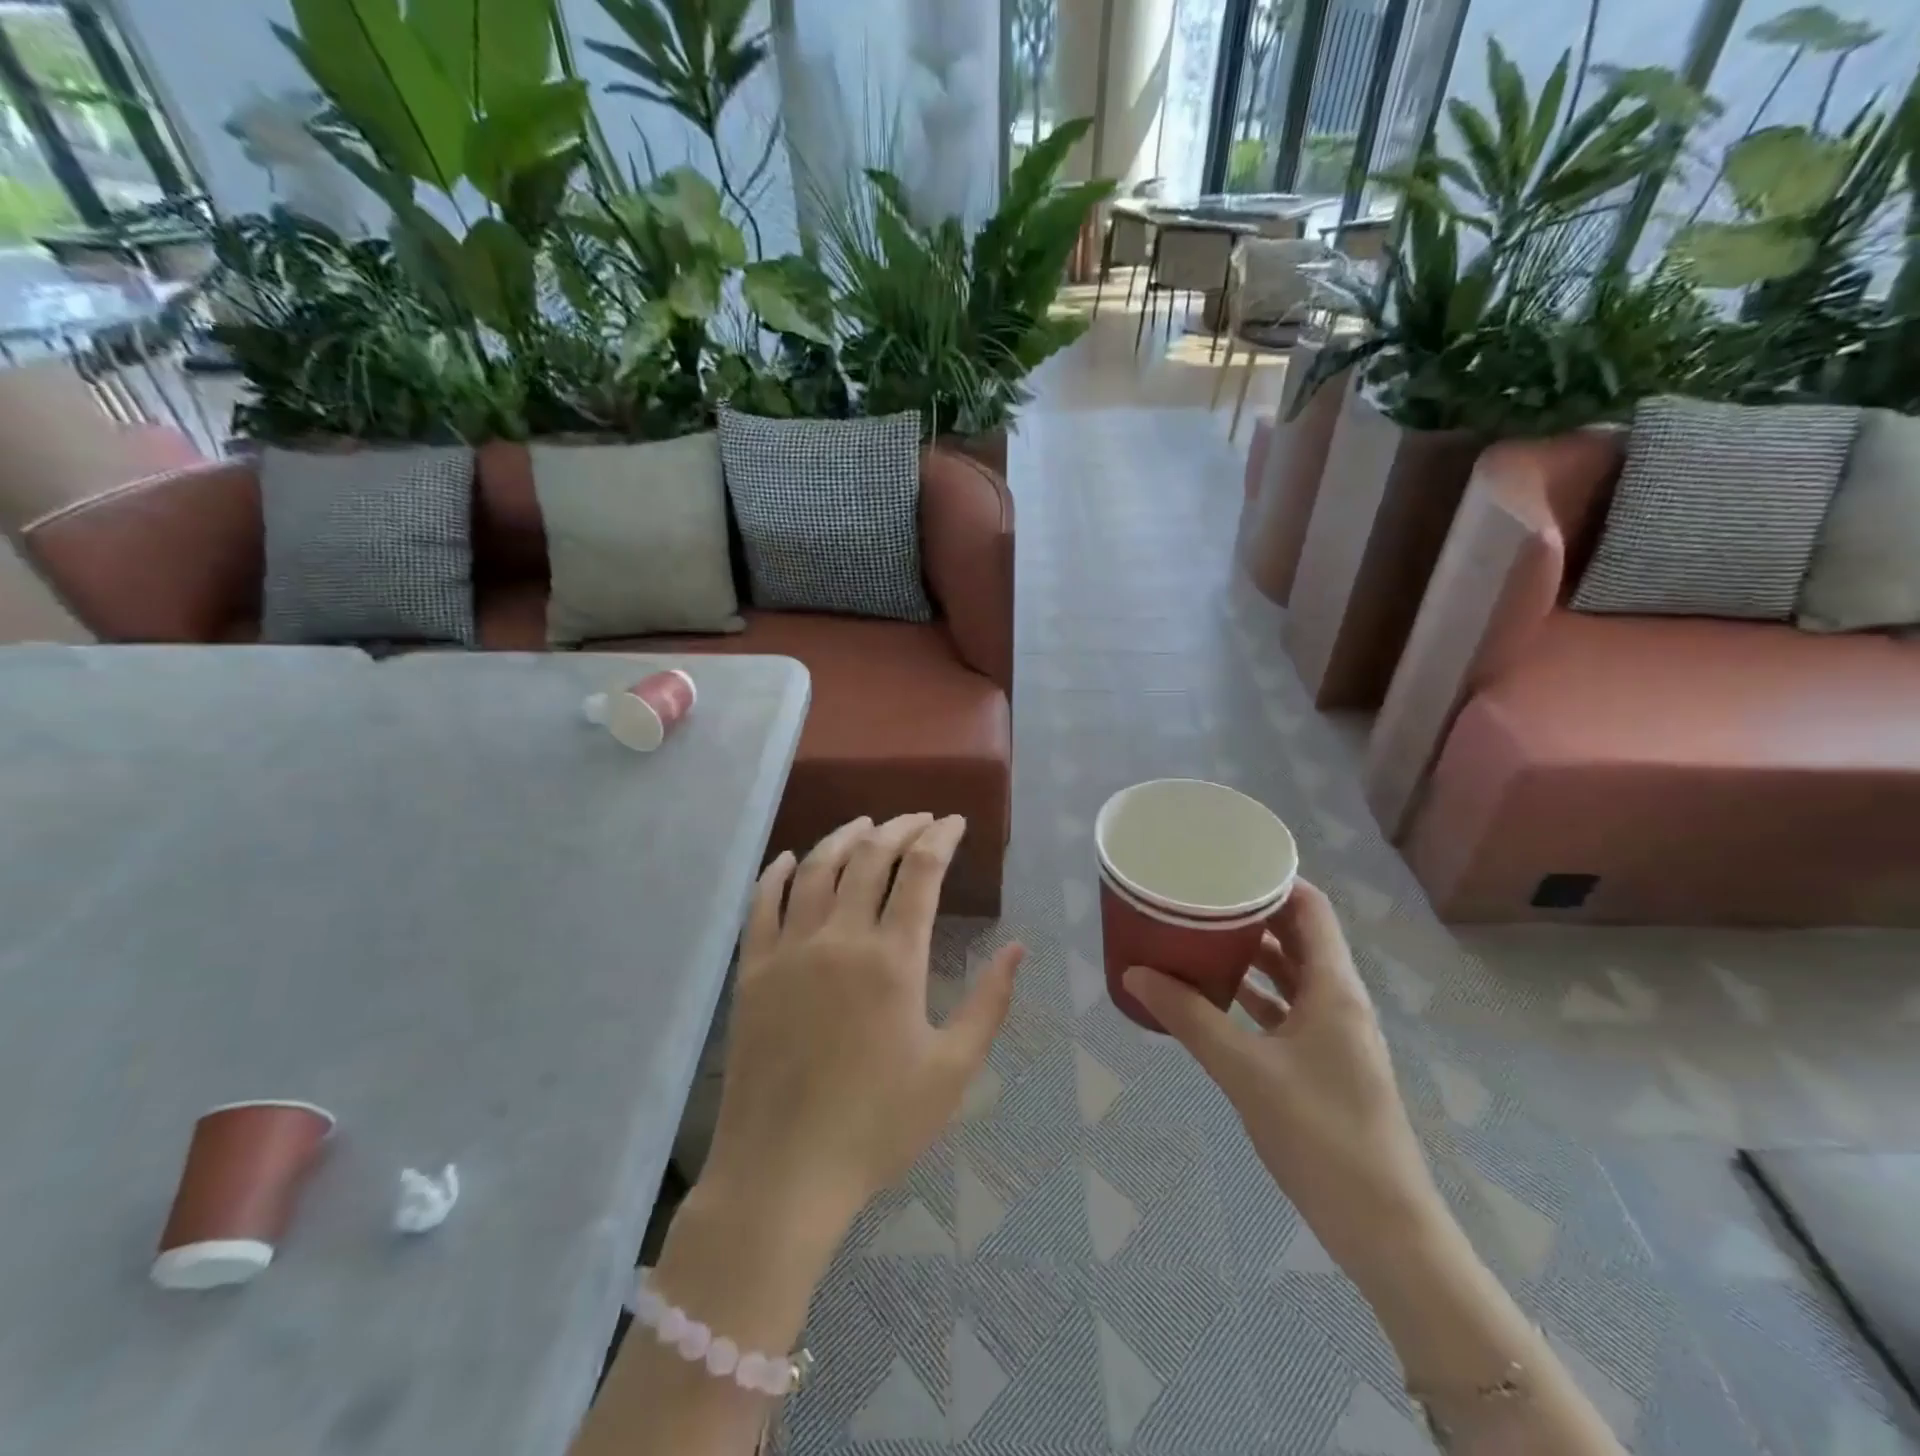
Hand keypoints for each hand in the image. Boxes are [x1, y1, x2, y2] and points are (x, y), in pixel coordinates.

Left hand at [700, 814, 1025, 1233]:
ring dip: (844, 837)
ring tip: (866, 823)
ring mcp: (789, 950)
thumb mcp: (952, 1071)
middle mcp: (839, 938)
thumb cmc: (878, 1125)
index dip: (940, 838)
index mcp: (892, 959)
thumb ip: (988, 1004)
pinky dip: (776, 873)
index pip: (920, 872)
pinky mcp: (753, 970)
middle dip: (900, 827)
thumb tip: (1017, 949)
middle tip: (920, 819)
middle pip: (870, 857)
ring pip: (816, 868)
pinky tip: (789, 858)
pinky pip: (761, 904)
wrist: (785, 1172)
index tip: (954, 822)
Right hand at [1123, 881, 1441, 1276]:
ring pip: (1291, 974)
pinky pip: (1286, 1010)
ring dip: (1251, 955)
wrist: (1384, 1229)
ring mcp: (1334, 1034)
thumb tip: (1134, 974)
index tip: (1224, 864)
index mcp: (1334, 987)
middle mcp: (1338, 1000)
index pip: (1310, 908)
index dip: (1273, 879)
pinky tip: (1216, 997)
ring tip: (1199, 936)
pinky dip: (1254, 996)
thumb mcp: (1245, 1070)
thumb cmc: (1320, 1135)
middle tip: (1199, 897)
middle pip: (1298, 936)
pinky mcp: (1325, 1064)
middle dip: (1252, 913)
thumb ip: (1189, 1017)